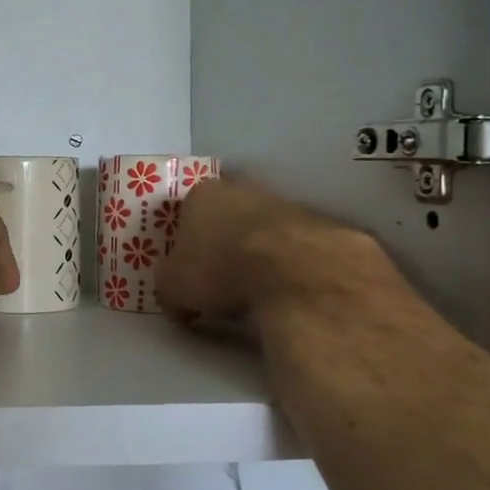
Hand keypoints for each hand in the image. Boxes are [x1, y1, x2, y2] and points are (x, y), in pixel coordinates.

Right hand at [156, 177, 400, 321]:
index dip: (186, 240)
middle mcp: (242, 189)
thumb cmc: (221, 269)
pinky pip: (296, 245)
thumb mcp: (174, 288)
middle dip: (223, 239)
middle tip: (221, 275)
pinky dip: (290, 262)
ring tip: (257, 285)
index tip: (189, 267)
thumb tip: (176, 300)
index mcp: (201, 195)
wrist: (297, 271)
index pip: (187, 212)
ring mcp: (285, 202)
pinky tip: (288, 286)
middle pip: (227, 213)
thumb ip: (169, 287)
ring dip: (259, 250)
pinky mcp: (321, 223)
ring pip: (263, 226)